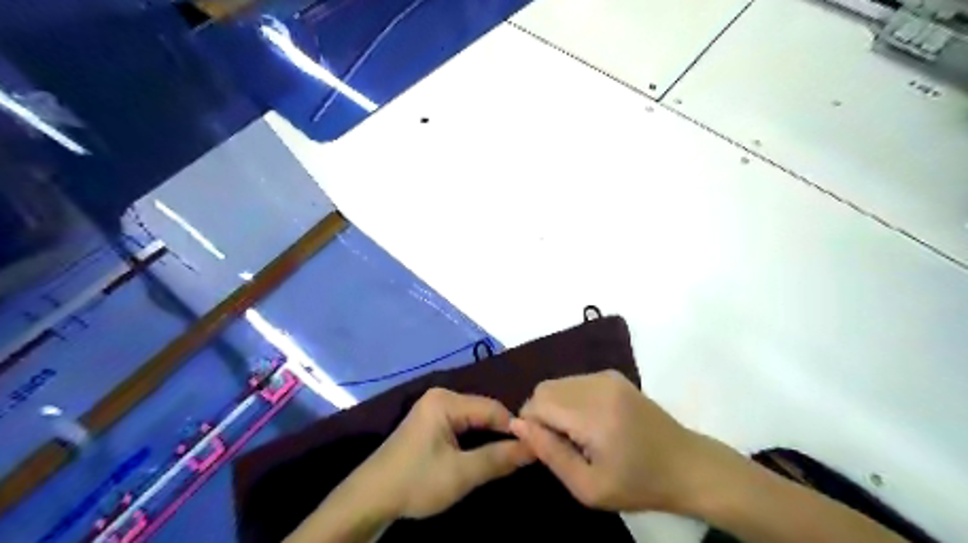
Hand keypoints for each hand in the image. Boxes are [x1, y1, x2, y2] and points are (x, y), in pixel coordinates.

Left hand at [348, 389, 532, 519]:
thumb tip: (535, 447)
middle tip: (524, 454)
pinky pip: (462, 424)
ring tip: (510, 455)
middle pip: (483, 411)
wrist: (370, 499)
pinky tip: (486, 452)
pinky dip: (476, 438)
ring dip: (491, 436)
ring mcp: (434, 408)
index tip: (536, 447)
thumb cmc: (416, 482)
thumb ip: (499, 458)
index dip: (515, 427)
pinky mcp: (430, 421)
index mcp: (446, 401)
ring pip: (474, 419)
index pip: (492, 408)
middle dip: (503, 432)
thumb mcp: (461, 474)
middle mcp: (441, 396)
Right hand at [509, 372, 729, 514]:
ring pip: (557, 383)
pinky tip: (589, 422)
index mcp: (594, 413)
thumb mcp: (588, 487)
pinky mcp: (612, 375)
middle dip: (540, 415)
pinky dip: (569, 400)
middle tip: (561, 444)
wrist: (686, 465)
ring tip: (577, 435)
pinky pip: (573, 381)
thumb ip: (549, 453)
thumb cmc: (638, 484)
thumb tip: (518, 425)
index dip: (531, 426)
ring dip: (554, 407)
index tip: (546, 449)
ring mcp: (606, 376)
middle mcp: (597, 384)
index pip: (537, 403)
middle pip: (544, 389)